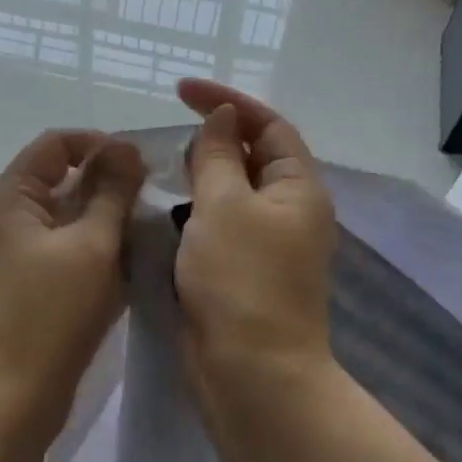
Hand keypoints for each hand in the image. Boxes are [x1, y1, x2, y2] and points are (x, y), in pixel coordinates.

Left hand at [0, 130, 146, 429]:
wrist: (10, 396)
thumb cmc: (51, 314)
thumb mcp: (92, 245)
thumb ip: (112, 191)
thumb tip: (124, 146)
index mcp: (11, 197)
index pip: (56, 144)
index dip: (99, 144)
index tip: (142, 166)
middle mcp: (7, 217)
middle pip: (61, 178)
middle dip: (108, 184)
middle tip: (152, 202)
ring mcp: (14, 253)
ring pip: (67, 217)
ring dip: (105, 219)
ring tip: (146, 233)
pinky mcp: (27, 284)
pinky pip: (65, 249)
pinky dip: (95, 249)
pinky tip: (128, 264)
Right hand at [175, 81, 336, 411]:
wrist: (249, 370)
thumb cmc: (239, 279)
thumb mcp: (223, 205)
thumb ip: (218, 156)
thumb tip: (223, 116)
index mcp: (298, 188)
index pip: (267, 125)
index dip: (227, 101)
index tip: (180, 91)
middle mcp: (289, 211)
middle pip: (252, 157)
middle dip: (214, 139)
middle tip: (169, 137)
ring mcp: (266, 243)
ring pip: (231, 193)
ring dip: (200, 176)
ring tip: (163, 170)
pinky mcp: (242, 271)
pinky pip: (218, 225)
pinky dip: (194, 211)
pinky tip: (166, 213)